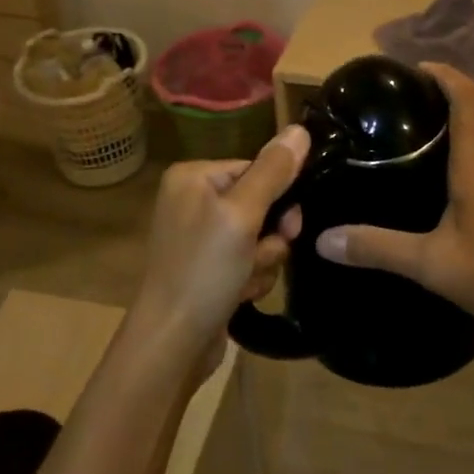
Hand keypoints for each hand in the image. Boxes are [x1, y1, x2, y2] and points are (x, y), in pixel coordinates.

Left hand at [129, 126, 308, 363]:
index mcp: (194, 177)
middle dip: (270, 235)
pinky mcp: (209, 268)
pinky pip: (249, 259)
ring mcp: (201, 236)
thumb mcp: (242, 215)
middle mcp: (194, 199)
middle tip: (261, 257)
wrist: (172, 345)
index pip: (257, 168)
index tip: (286, 226)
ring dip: (263, 260)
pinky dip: (252, 277)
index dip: (278, 197)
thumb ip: (273, 172)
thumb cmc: (203, 271)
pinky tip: (240, 295)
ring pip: (260, 235)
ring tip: (245, 281)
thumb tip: (301, 128)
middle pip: (262, 202)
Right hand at [314, 63, 473, 333]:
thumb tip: (323, 240)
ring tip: (425, 128)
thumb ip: (378, 248)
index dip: (443, 74)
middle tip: (410, 98)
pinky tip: (454, 174)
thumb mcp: (432, 263)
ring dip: (465, 117)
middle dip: (449, 91)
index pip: (466, 96)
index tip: (414, 68)